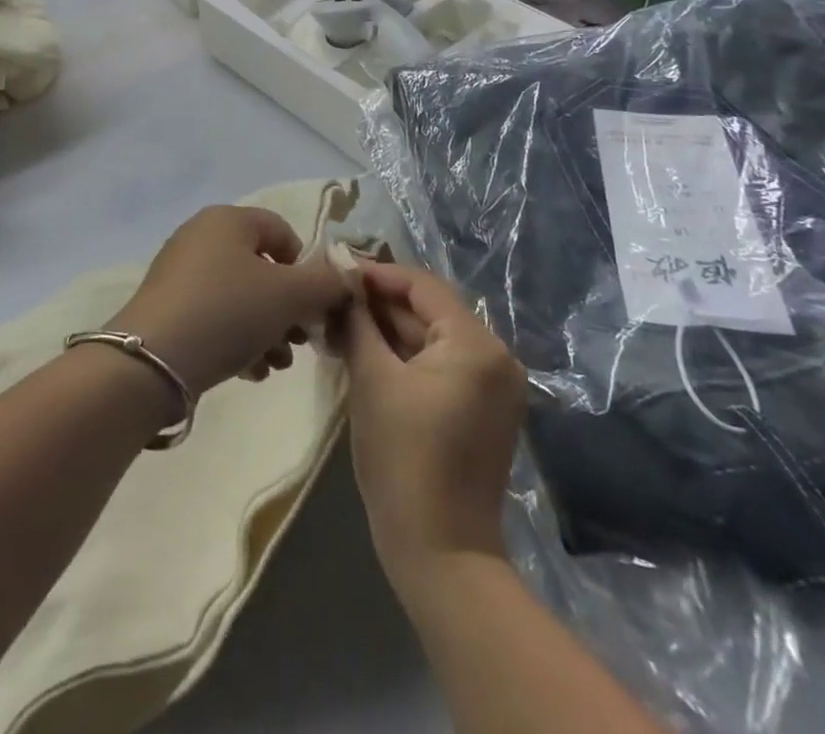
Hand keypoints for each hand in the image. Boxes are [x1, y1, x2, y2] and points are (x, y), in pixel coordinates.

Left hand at [107, 206, 351, 398]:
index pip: (283, 232)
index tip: (313, 306)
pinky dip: (237, 337)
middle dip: (288, 308)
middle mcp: (202, 235)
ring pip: (241, 296)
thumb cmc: (228, 312)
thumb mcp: (289, 296)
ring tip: (275, 364)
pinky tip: (249, 371)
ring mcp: (181, 271)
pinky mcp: (168, 306)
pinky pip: (216, 314)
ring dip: (267, 329)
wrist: (152, 361)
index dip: (306, 268)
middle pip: (262, 268)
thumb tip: (349, 275)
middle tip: (299, 342)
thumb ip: (327, 283)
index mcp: (229, 219)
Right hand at [335, 262, 526, 589]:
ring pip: (430, 337)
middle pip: (428, 310)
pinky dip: (403, 356)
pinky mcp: (481, 409)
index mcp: (476, 344)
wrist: (441, 554)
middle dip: (377, 303)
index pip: (421, 285)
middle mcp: (495, 356)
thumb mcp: (372, 379)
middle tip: (329, 298)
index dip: (375, 274)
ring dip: (386, 329)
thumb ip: (357, 320)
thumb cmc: (403, 459)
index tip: (334, 269)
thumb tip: (342, 278)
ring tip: (337, 322)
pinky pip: (439, 364)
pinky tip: (363, 351)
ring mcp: (492, 386)